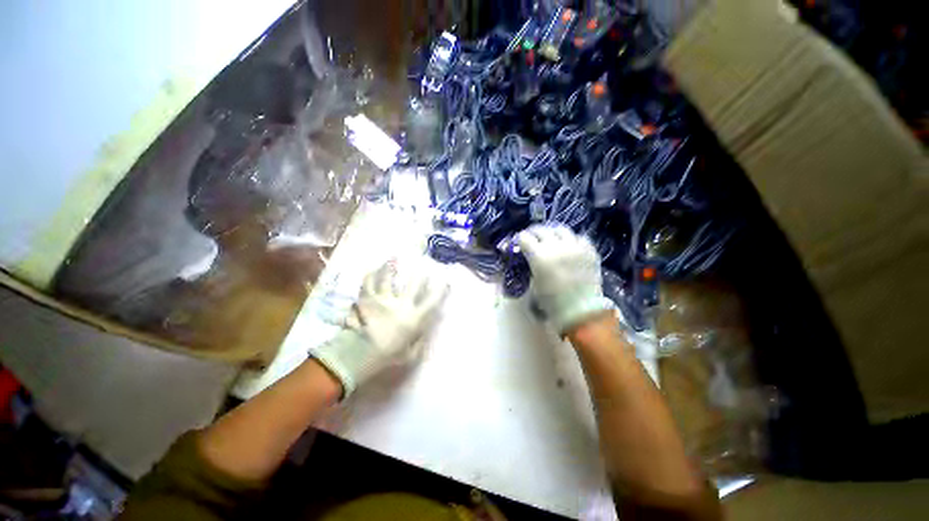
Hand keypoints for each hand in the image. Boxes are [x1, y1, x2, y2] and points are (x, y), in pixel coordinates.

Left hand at [310, 261, 447, 397]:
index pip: (432, 301)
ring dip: (391, 267)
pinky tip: (372, 269)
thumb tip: (425, 331)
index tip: (446, 282)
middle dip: (420, 276)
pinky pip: (368, 284)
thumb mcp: (410, 355)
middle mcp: (400, 305)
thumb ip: (420, 342)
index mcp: (413, 318)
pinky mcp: (367, 300)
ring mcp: (382, 300)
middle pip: (413, 285)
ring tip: (393, 258)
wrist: (359, 356)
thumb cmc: (387, 357)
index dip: (441, 291)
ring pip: (388, 279)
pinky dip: (370, 276)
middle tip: (423, 268)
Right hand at [516, 224, 612, 334]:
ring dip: (552, 232)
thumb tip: (531, 256)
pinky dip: (571, 240)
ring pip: (561, 229)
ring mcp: (575, 246)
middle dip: (533, 232)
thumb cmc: (552, 301)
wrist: (580, 310)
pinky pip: (579, 237)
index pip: (525, 238)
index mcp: (539, 256)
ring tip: (551, 238)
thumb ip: (532, 265)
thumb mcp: (535, 282)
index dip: (520, 239)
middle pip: (541, 230)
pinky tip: (569, 246)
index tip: (519, 242)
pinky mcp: (589, 250)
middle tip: (532, 237)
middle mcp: (556, 246)